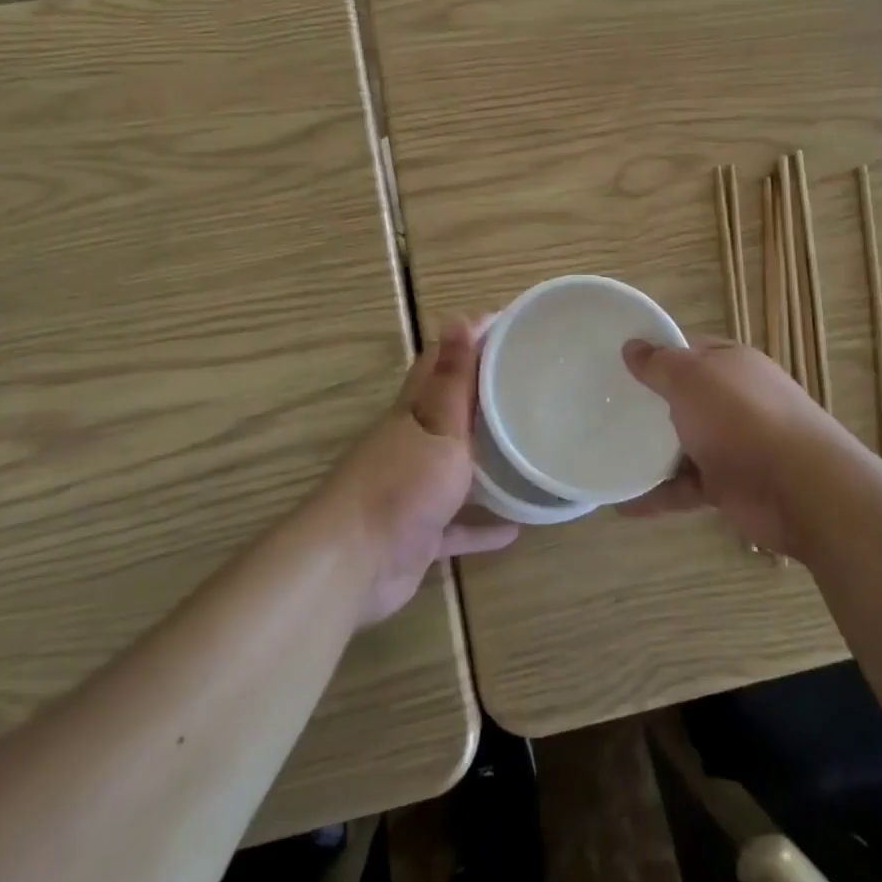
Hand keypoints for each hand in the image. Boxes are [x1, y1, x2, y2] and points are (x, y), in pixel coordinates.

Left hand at [324, 316, 517, 623]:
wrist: (351, 564)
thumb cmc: (401, 486)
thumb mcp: (438, 427)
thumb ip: (453, 380)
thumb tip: (457, 317)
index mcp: (414, 410)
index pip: (441, 360)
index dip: (471, 338)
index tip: (511, 325)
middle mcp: (411, 442)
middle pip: (449, 409)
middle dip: (484, 395)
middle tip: (530, 385)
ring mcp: (413, 488)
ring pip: (455, 465)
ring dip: (485, 459)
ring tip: (527, 449)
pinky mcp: (419, 532)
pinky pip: (458, 524)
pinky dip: (481, 524)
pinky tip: (515, 528)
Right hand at [618, 337, 865, 555]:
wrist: (801, 488)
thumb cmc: (741, 417)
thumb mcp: (691, 378)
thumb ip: (659, 364)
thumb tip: (632, 346)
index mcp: (730, 364)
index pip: (688, 350)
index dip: (655, 353)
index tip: (616, 362)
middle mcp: (733, 399)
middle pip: (683, 397)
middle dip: (648, 403)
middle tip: (603, 407)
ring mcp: (733, 444)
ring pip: (682, 443)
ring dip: (649, 452)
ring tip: (607, 454)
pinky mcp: (729, 484)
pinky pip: (685, 486)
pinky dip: (658, 495)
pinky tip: (625, 504)